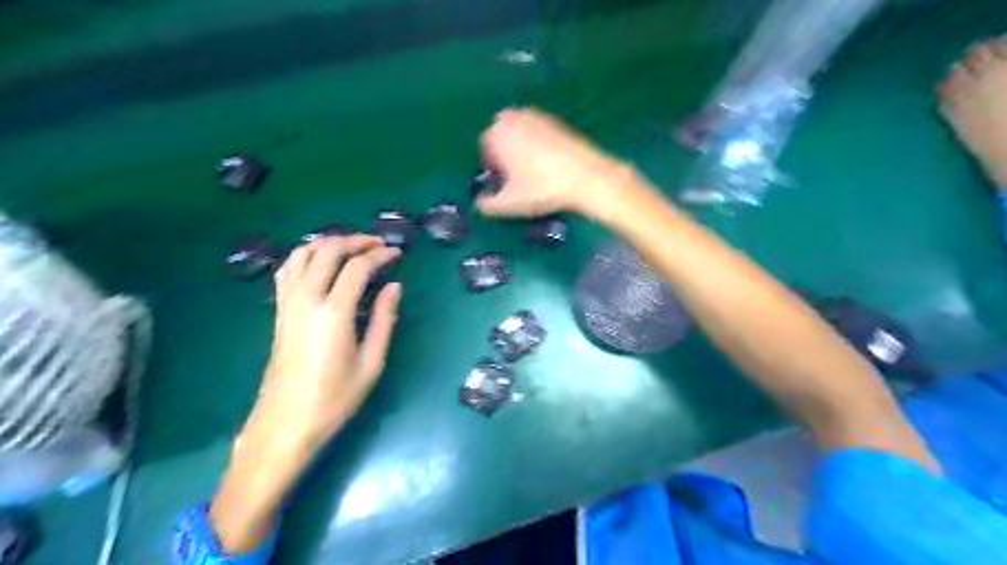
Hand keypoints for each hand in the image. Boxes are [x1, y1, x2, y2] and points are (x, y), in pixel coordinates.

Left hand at [247, 234, 400, 454]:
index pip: (357, 266)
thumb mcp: (371, 362)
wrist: (286, 423)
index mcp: (333, 312)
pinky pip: (288, 269)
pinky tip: (321, 264)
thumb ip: (385, 319)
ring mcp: (287, 302)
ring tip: (352, 248)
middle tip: (378, 245)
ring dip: (329, 243)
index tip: (397, 253)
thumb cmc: (335, 397)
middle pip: (328, 250)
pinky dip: (307, 256)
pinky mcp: (279, 311)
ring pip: (303, 253)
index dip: (379, 255)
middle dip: (356, 241)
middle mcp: (306, 298)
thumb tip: (394, 287)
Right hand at [476, 107, 631, 219]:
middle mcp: (514, 117)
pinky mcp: (557, 121)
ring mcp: (537, 116)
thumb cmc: (542, 188)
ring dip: (521, 148)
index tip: (503, 182)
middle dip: (505, 153)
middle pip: (501, 136)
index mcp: (497, 133)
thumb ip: (487, 205)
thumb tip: (479, 203)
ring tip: (534, 172)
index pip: (484, 147)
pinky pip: (538, 133)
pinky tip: (550, 166)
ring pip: (520, 133)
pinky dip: (538, 146)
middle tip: (517, 177)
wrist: (586, 176)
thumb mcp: (510, 203)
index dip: (492, 166)